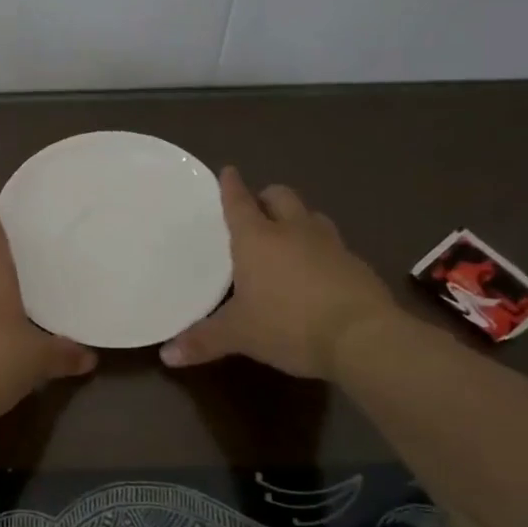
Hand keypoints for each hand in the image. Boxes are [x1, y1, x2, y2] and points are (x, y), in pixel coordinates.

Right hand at [159, 167, 401, 378]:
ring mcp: (330, 244)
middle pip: (280, 196)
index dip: (231, 186)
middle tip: (257, 211)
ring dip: (297, 219)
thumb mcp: (239, 335)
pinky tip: (315, 272)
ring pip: (310, 216)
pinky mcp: (356, 264)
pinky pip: (333, 245)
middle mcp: (293, 231)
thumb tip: (165, 355)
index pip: (240, 203)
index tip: (229, 171)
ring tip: (287, 237)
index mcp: (257, 239)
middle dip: (267, 198)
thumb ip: (203, 341)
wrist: (362, 337)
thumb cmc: (287, 324)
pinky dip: (319, 249)